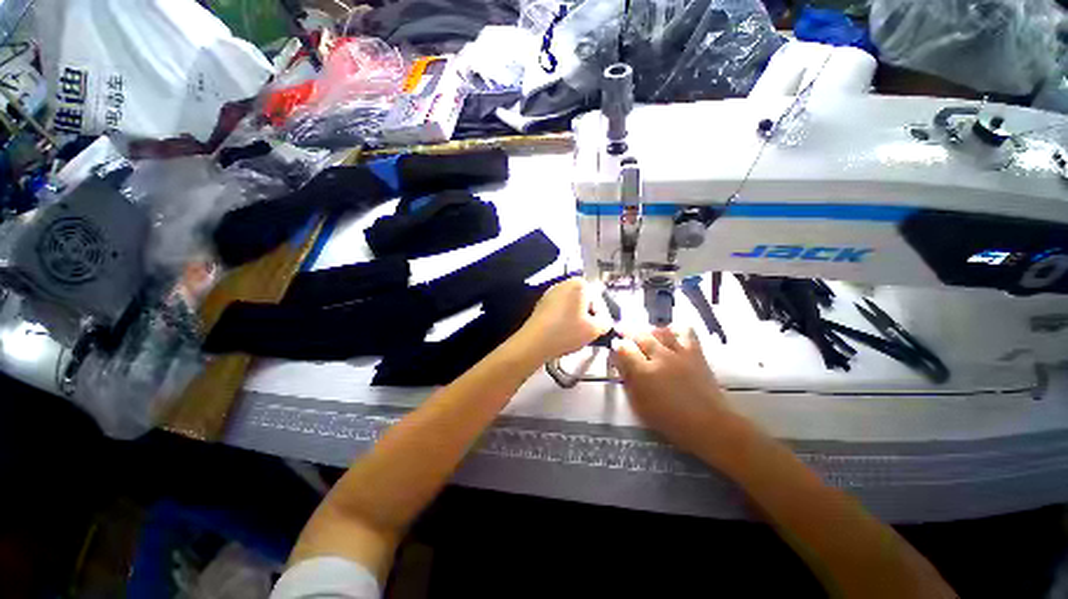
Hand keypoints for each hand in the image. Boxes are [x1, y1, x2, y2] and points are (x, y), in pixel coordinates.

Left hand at [515, 278, 612, 360]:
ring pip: (573, 306)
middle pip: (586, 301)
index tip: (601, 330)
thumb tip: (605, 321)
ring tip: (577, 335)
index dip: (603, 317)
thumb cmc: (566, 332)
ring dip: (578, 318)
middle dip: (590, 316)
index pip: (600, 299)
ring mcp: (552, 292)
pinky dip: (565, 319)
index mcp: (580, 284)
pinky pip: (561, 310)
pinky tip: (563, 332)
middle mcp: (565, 283)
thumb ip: (606, 322)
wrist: (534, 342)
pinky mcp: (542, 303)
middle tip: (590, 333)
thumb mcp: (594, 330)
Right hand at [611, 327, 732, 454]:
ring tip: (645, 334)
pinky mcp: (695, 352)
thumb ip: (628, 380)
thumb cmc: (669, 419)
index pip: (624, 349)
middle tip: (624, 333)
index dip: (617, 346)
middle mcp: (660, 357)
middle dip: (628, 332)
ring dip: (649, 331)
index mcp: (643, 372)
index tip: (615, 346)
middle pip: (640, 336)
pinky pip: (685, 331)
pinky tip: (670, 333)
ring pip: (660, 331)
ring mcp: (679, 353)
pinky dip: (675, 329)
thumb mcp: (639, 404)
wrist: (708, 423)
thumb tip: (620, 363)